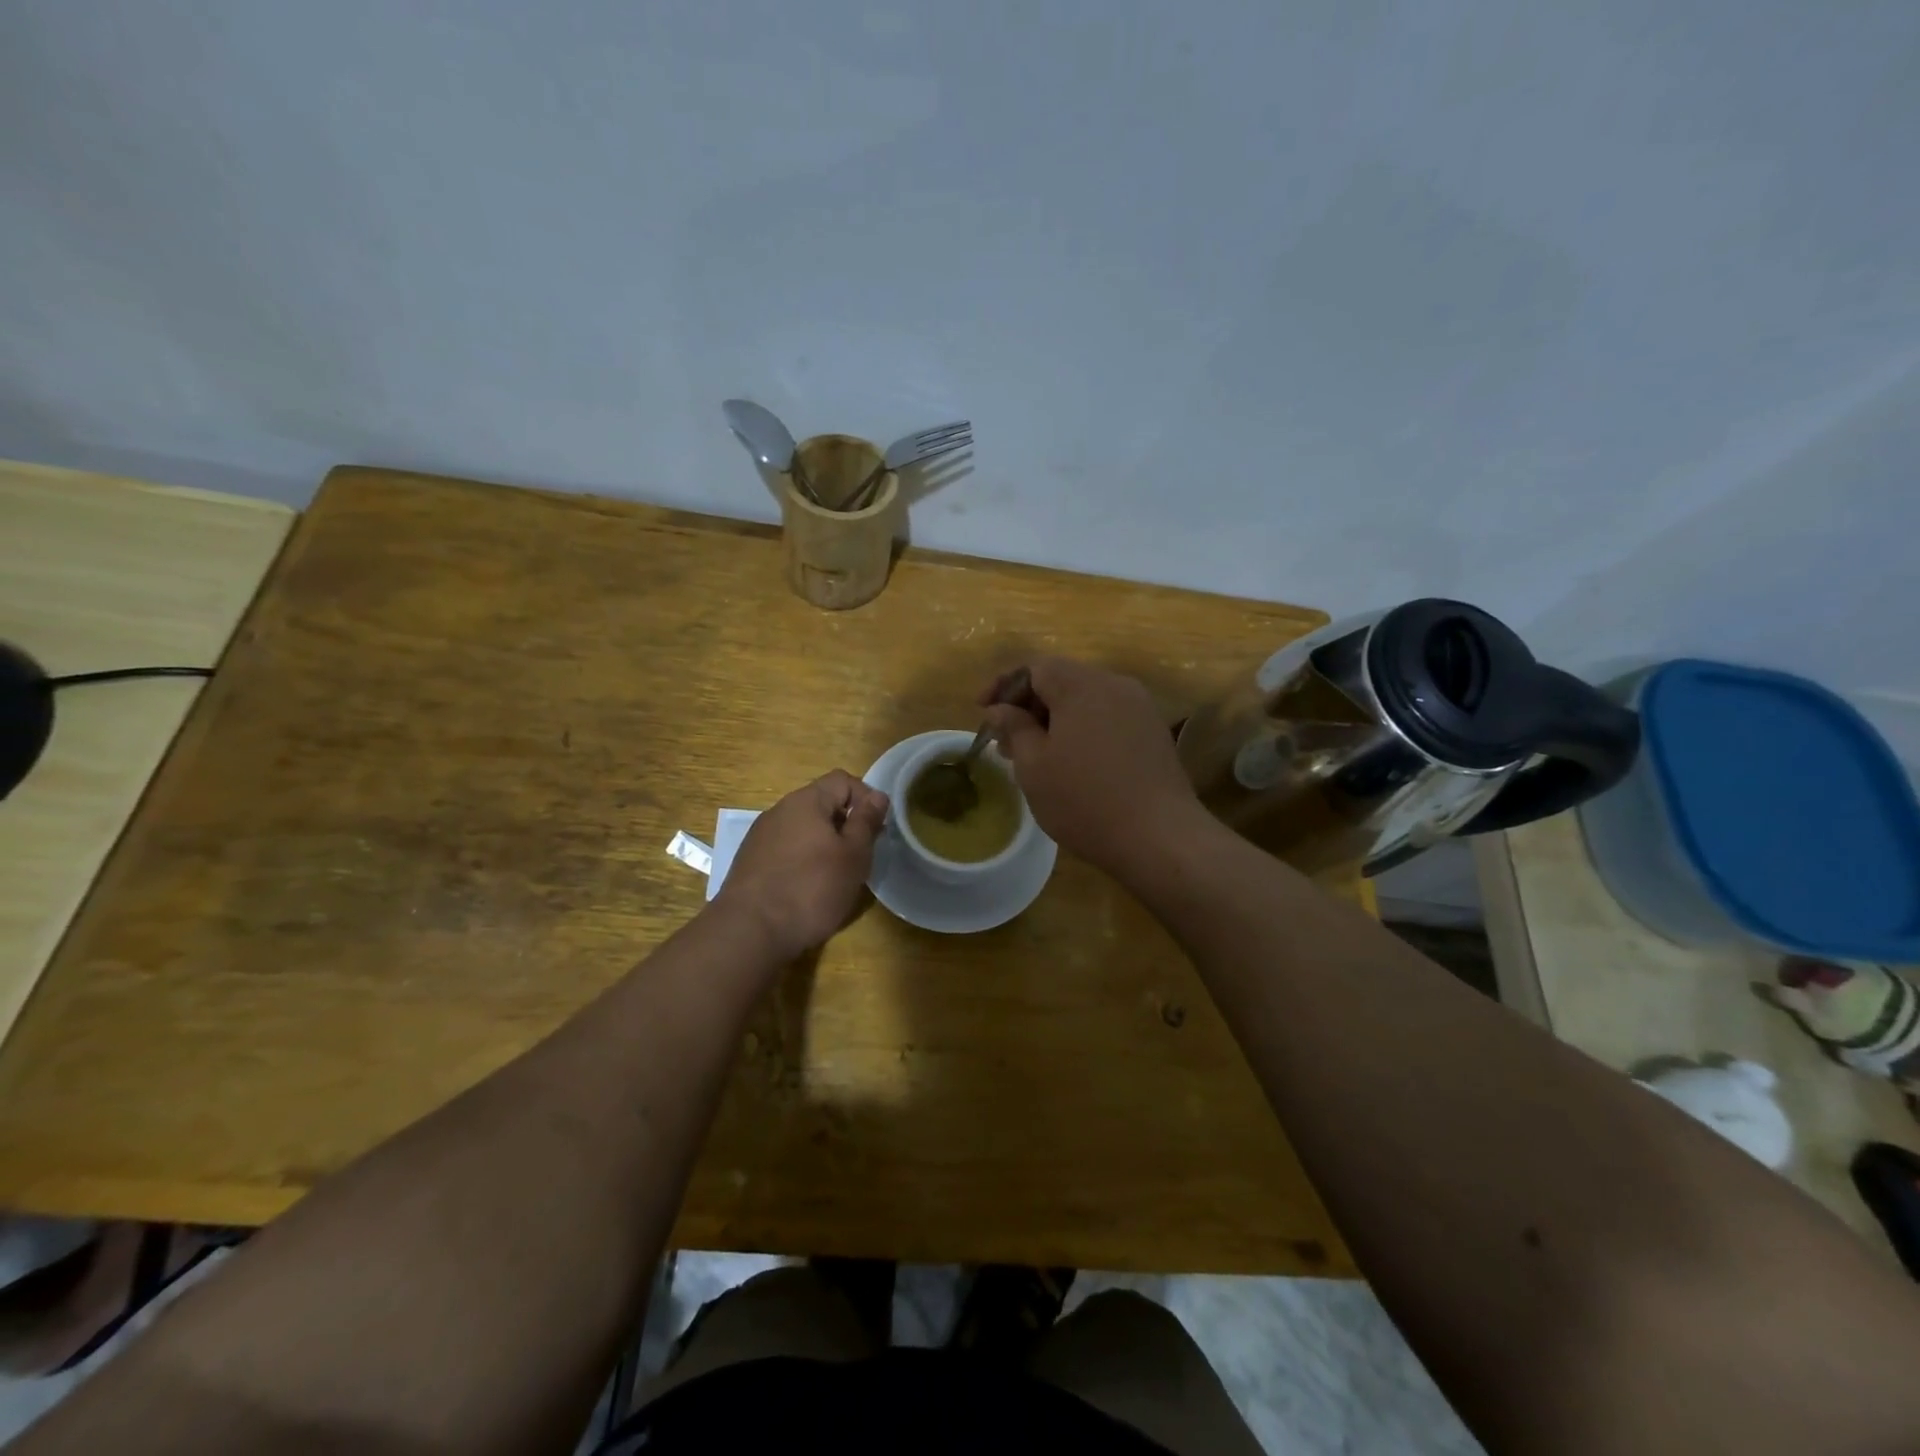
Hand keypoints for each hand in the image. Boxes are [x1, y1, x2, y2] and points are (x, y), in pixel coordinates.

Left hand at [713, 770, 888, 960]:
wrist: (749, 932)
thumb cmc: (811, 889)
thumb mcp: (853, 856)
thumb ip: (866, 822)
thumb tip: (877, 796)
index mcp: (805, 801)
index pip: (842, 780)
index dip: (866, 798)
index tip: (877, 829)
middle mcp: (779, 811)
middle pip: (821, 804)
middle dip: (845, 824)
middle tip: (860, 856)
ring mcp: (760, 837)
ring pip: (803, 829)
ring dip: (824, 844)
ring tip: (835, 876)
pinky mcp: (750, 862)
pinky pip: (785, 849)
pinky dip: (802, 861)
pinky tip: (807, 889)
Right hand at [979, 657, 1202, 877]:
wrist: (1159, 837)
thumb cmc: (1084, 800)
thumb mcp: (1033, 766)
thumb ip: (1014, 727)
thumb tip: (999, 708)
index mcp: (1081, 685)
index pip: (1035, 667)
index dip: (1004, 685)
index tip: (983, 711)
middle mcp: (1114, 685)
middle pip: (1062, 680)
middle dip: (1029, 705)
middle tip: (1006, 741)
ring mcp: (1139, 707)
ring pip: (1085, 700)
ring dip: (1055, 719)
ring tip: (1036, 756)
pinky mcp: (1153, 732)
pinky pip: (1108, 717)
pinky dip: (1082, 729)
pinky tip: (1072, 763)